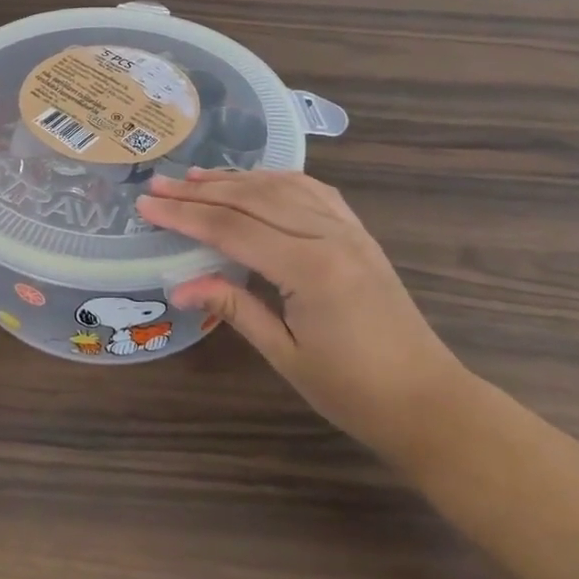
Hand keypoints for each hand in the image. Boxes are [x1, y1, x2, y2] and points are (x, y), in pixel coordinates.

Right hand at [136, 170, 467, 462]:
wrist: (430, 403)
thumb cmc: (355, 392)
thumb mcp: (286, 355)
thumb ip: (234, 308)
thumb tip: (180, 286)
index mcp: (310, 268)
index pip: (232, 229)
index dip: (185, 216)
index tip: (147, 204)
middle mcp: (329, 235)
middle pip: (251, 199)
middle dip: (200, 191)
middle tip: (159, 183)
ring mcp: (348, 229)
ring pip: (281, 186)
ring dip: (234, 178)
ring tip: (194, 175)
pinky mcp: (359, 233)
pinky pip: (312, 191)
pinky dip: (276, 179)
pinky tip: (255, 179)